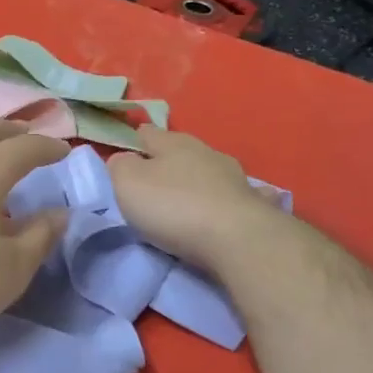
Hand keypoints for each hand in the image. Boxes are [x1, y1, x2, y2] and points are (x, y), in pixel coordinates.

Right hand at [108, 126, 278, 272]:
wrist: (238, 240)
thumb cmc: (174, 207)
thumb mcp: (127, 183)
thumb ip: (119, 166)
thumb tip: (123, 159)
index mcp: (173, 142)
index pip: (146, 132)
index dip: (132, 143)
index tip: (123, 161)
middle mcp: (206, 151)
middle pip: (179, 151)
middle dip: (166, 163)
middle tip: (150, 187)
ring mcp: (234, 176)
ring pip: (207, 171)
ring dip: (196, 181)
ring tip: (184, 201)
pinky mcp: (252, 203)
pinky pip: (234, 195)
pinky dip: (225, 199)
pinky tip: (223, 208)